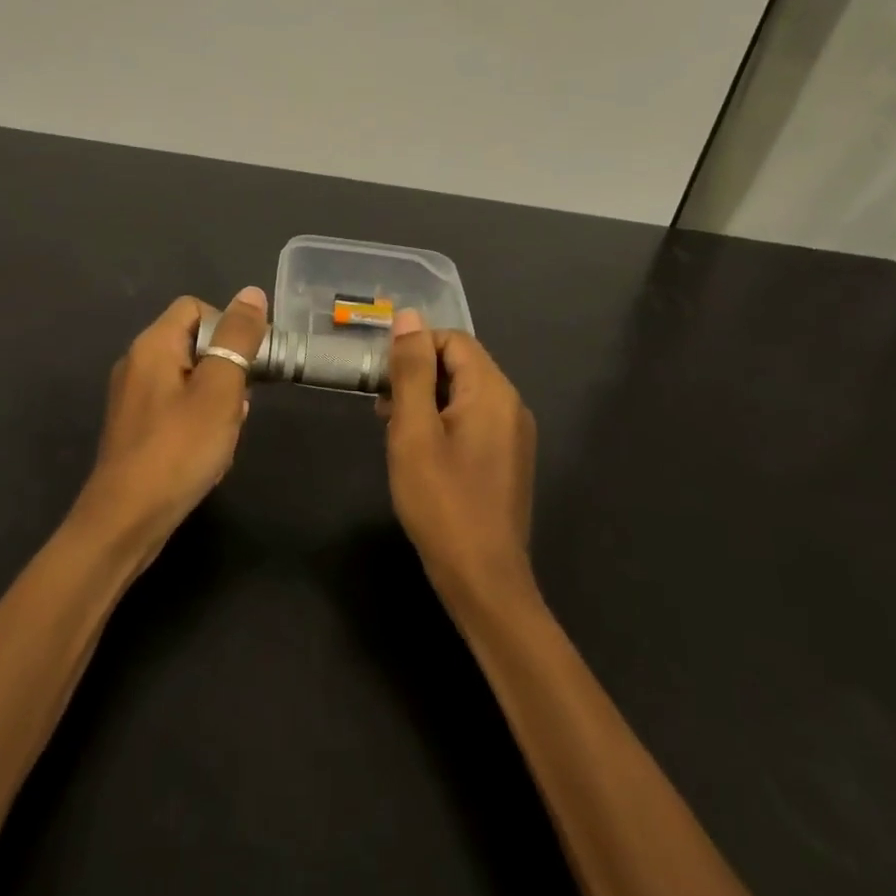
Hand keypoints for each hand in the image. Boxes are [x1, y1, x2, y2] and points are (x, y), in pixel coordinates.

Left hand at [74, 288, 269, 553]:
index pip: (196, 308)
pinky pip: (177, 409)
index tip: (249, 362)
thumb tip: (252, 293)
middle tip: (237, 406)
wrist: (126, 520)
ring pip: (190, 380)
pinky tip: (208, 454)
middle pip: (194, 344)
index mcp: (152, 345)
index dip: (228, 326)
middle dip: (226, 370)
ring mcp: (134, 398)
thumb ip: (237, 339)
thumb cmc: (178, 449)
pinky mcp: (137, 429)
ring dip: (217, 402)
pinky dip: (199, 423)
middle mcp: (137, 364)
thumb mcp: (219, 389)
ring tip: (224, 435)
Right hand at [381, 310, 537, 605]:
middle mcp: (511, 405)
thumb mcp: (414, 431)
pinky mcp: (508, 458)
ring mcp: (513, 434)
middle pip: (460, 365)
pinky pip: (472, 420)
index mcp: (493, 392)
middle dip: (417, 376)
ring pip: (463, 394)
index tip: (382, 380)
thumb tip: (409, 317)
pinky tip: (420, 453)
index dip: (413, 350)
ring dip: (426, 401)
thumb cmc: (441, 502)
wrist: (483, 579)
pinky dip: (442, 423)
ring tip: (394, 431)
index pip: (453, 340)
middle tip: (382, 410)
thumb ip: (410, 371)